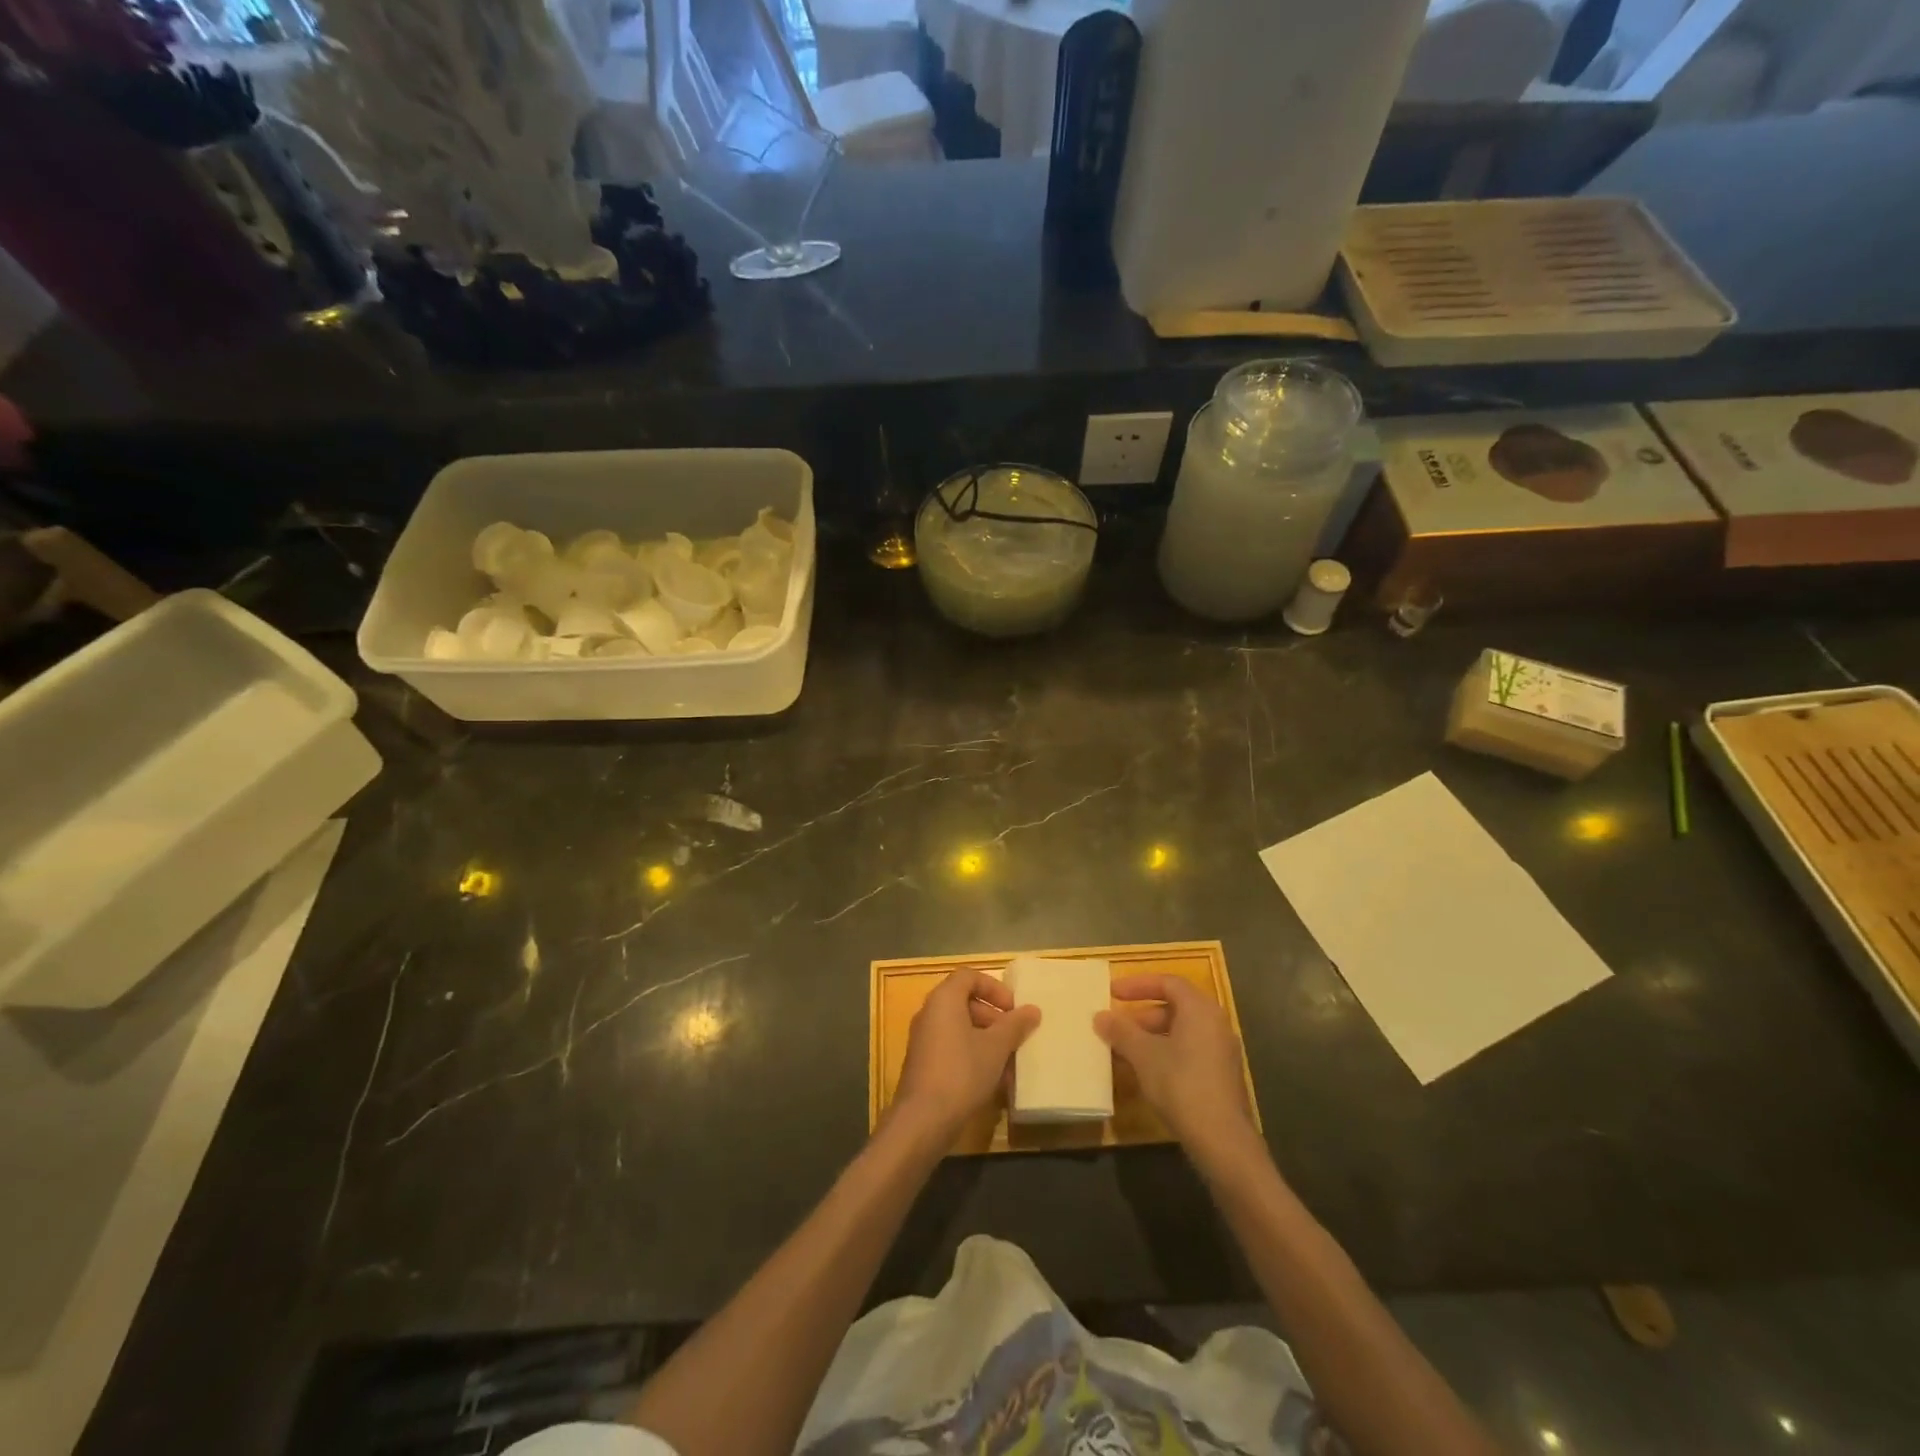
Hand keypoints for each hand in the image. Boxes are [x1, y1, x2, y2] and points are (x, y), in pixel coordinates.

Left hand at [891, 968, 1040, 1144]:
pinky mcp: (922, 1063)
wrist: (922, 1120)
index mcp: (944, 999)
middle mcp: (929, 1013)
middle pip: (964, 1001)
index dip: (994, 988)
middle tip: (1013, 1035)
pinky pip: (951, 1047)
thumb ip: (1015, 1025)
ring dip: (985, 1038)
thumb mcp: (995, 1048)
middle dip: (993, 1016)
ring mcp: (923, 1039)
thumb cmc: (961, 1073)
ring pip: (959, 1027)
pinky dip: (972, 1054)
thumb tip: (1033, 1010)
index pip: (969, 976)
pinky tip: (991, 1079)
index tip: (1013, 1009)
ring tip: (1007, 1061)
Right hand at [1095, 975, 1261, 1171]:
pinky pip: (1189, 1051)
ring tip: (1124, 1051)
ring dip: (1151, 1036)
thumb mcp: (1143, 1055)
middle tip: (1116, 1025)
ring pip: (1181, 1031)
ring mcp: (1221, 1051)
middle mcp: (1215, 1023)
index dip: (1138, 984)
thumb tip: (1100, 1016)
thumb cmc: (1181, 1085)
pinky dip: (1165, 1052)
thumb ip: (1121, 1031)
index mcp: (1200, 1009)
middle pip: (1175, 1006)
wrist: (1222, 1140)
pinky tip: (1145, 1072)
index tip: (1112, 992)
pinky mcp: (1221, 1076)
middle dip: (1142, 1014)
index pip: (1168, 982)